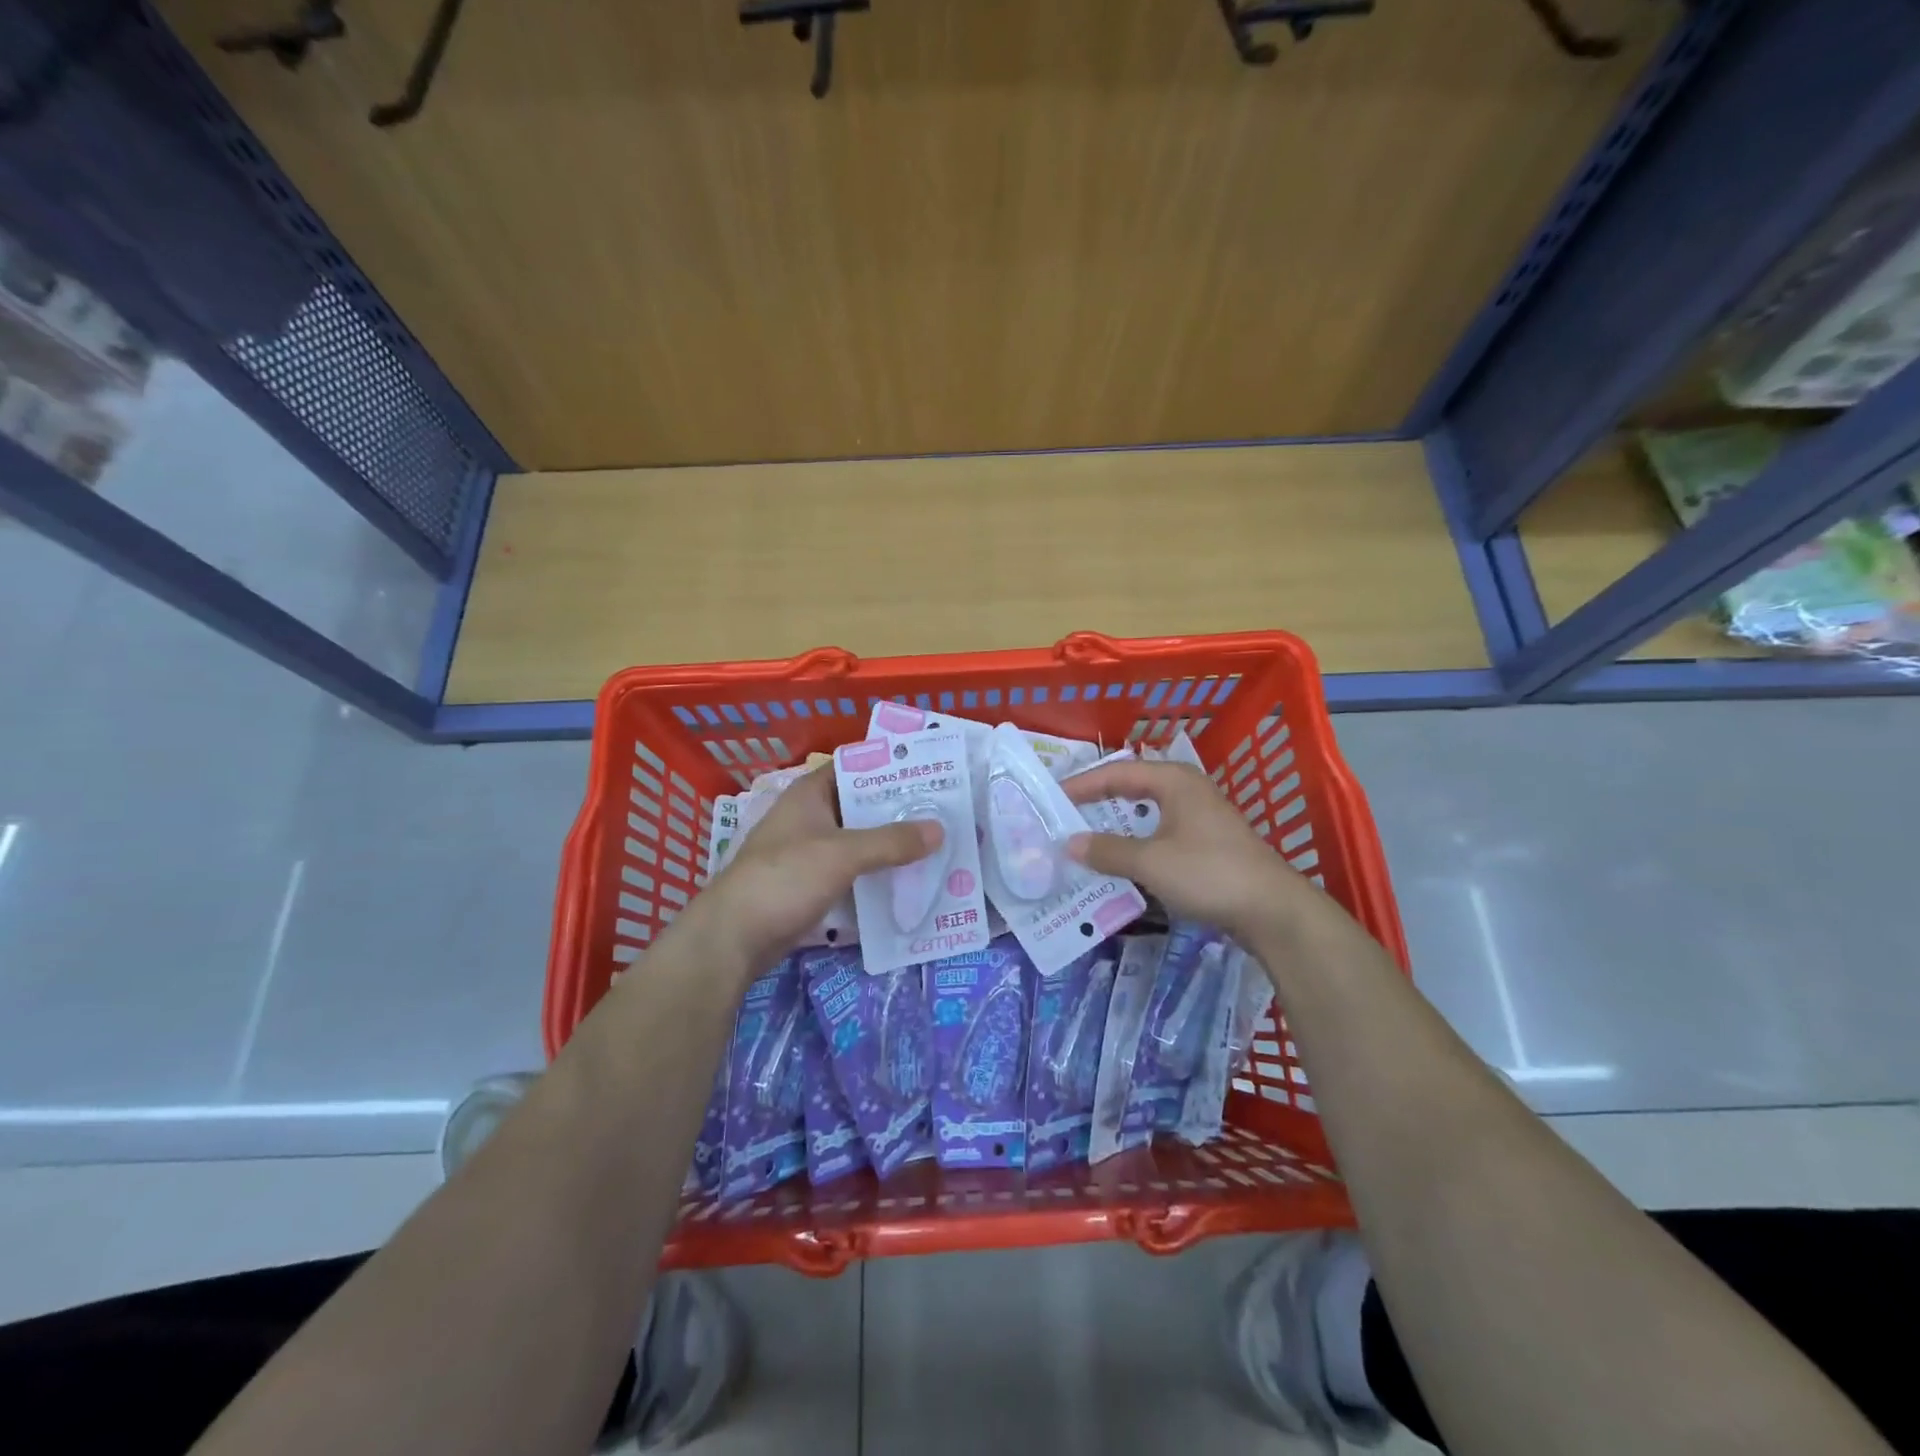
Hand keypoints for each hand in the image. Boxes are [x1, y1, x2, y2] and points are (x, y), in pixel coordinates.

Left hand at [688, 767, 940, 977]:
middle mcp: (809, 816)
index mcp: (809, 794)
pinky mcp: (810, 883)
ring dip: (888, 843)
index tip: (927, 771)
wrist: (734, 937)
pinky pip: (851, 870)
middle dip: (897, 809)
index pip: (854, 766)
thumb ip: (891, 841)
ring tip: (933, 843)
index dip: (888, 767)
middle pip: (860, 805)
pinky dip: (874, 871)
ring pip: (857, 839)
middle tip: (942, 810)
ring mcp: (808, 852)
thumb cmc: (785, 878)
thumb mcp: (842, 854)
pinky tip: (906, 878)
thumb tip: (939, 829)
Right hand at [1063, 759, 1317, 943]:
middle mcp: (1187, 790)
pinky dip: (1137, 844)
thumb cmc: (1208, 873)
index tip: (1052, 799)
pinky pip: (1160, 834)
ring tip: (1085, 839)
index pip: (1116, 772)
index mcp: (1173, 780)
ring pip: (1147, 813)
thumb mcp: (1150, 862)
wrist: (1273, 910)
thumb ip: (1107, 850)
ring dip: (1117, 826)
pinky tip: (1122, 862)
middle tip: (1064, 815)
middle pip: (1132, 788)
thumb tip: (1069, 844)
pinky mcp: (1208, 844)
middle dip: (1098, 802)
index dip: (1082, 784)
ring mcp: (1200, 817)